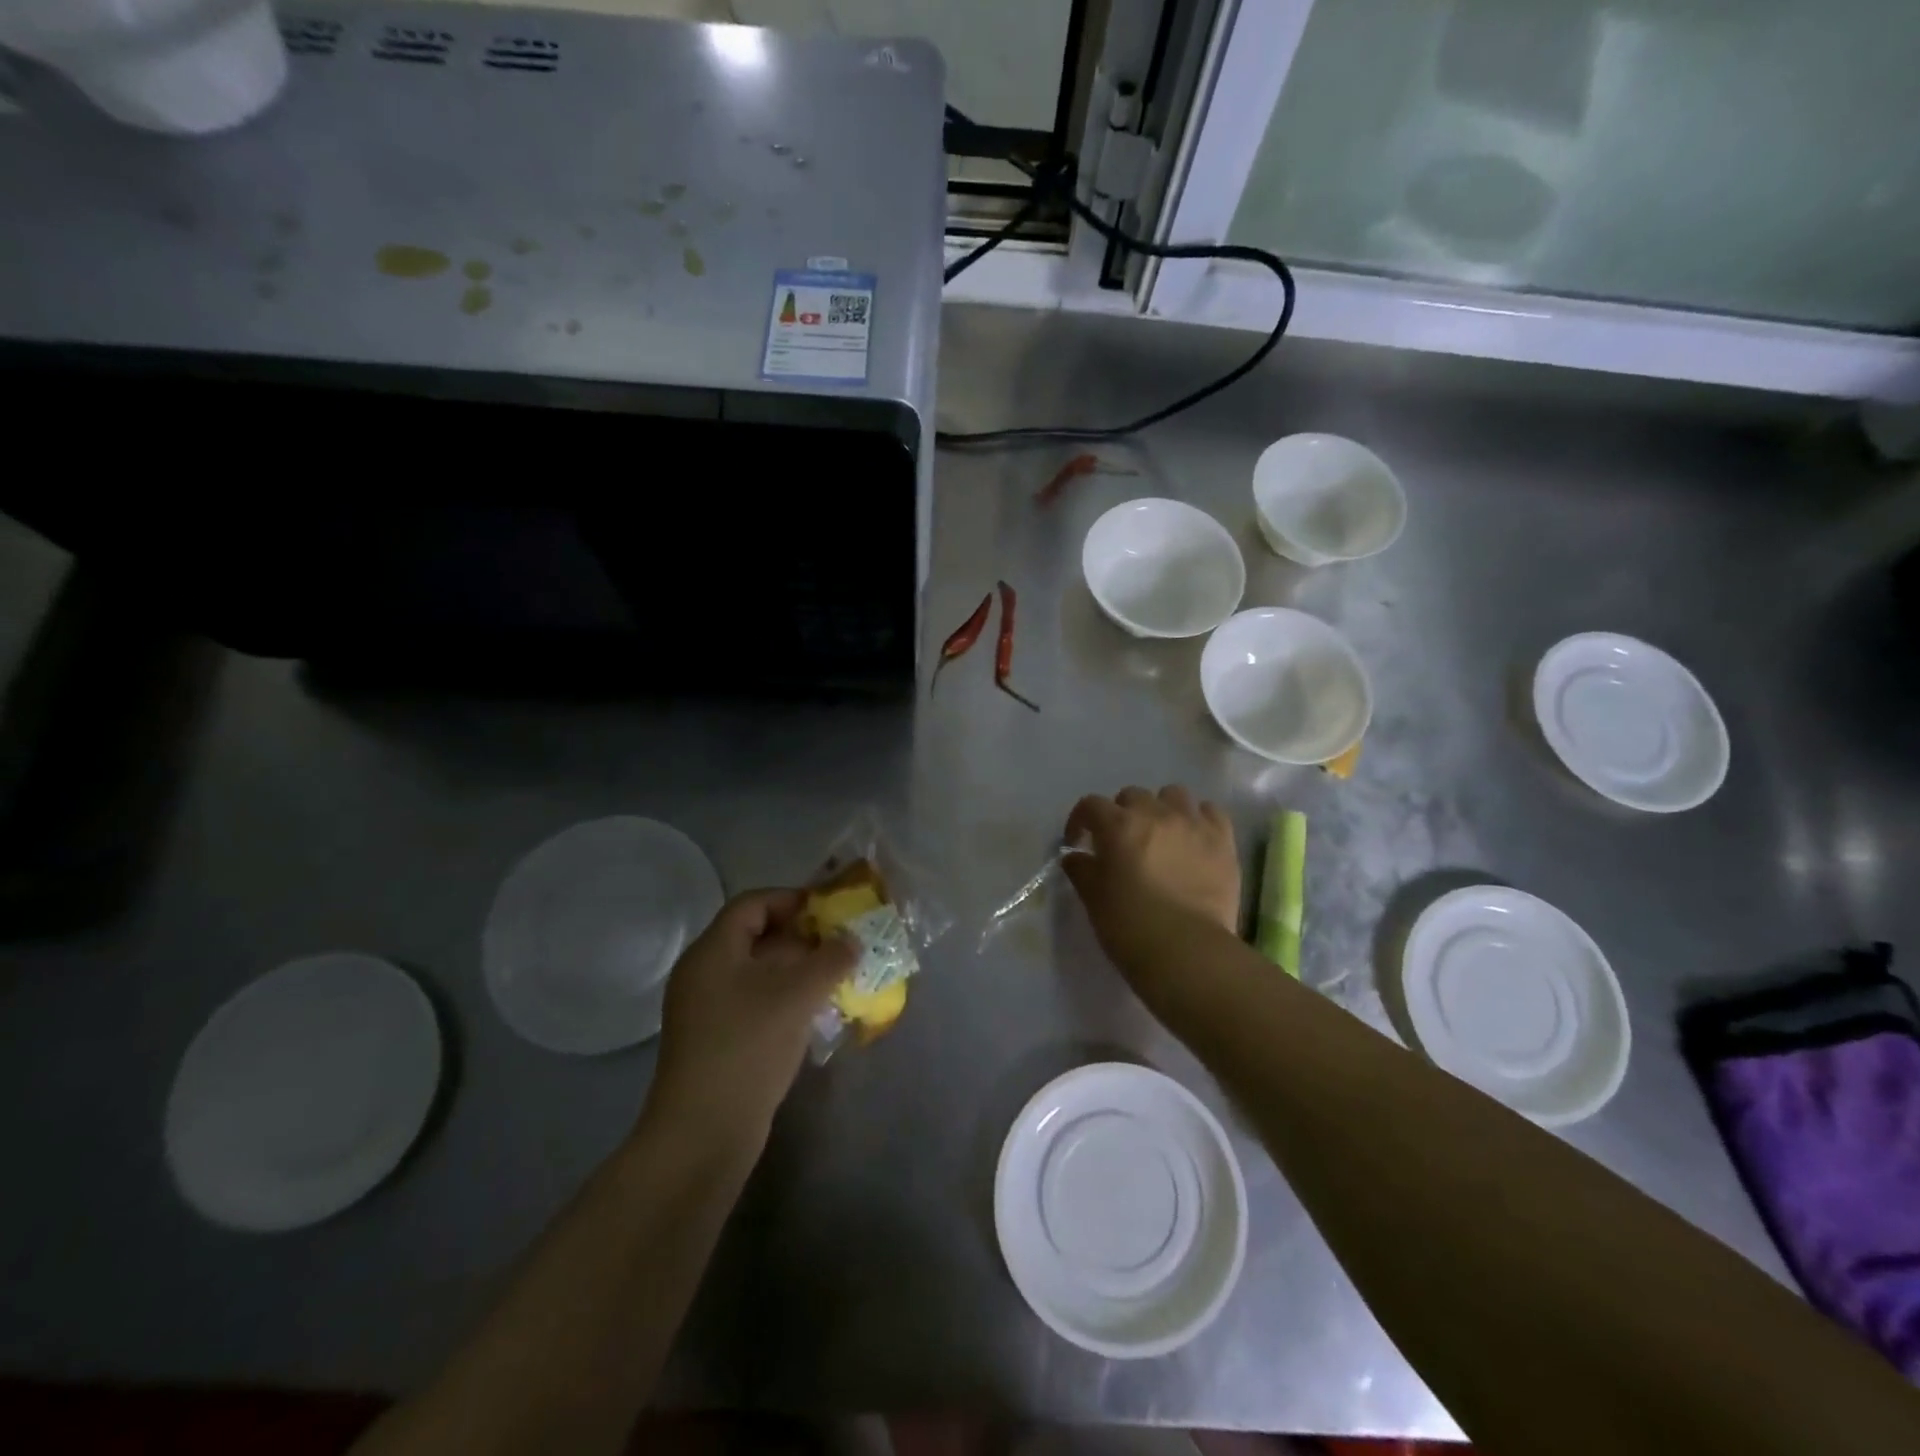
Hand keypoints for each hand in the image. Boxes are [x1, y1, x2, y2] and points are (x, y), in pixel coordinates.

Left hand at [646, 889, 856, 1152]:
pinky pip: (757, 1002)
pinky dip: (787, 998)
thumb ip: (830, 959)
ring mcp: (709, 1009)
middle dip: (803, 937)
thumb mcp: (796, 995)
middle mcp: (705, 973)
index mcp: (713, 951)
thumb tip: (852, 941)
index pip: (753, 904)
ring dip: (800, 970)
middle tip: (842, 943)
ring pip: (760, 973)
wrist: (704, 1132)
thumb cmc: (748, 1046)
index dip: (792, 899)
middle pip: (756, 937)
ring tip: (839, 975)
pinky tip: (818, 1011)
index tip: (830, 909)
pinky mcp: (718, 1040)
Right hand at [1063, 786, 1241, 984]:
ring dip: (1162, 809)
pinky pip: (1211, 812)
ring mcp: (1193, 824)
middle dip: (1122, 814)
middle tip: (1122, 842)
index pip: (1090, 805)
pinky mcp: (1223, 841)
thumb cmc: (1130, 927)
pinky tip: (1194, 839)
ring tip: (1161, 835)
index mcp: (1118, 826)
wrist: (1187, 953)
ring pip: (1173, 795)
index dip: (1080, 821)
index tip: (1079, 842)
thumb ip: (1081, 870)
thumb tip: (1076, 856)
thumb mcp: (1094, 899)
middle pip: (1132, 796)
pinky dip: (1199, 819)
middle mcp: (1155, 814)